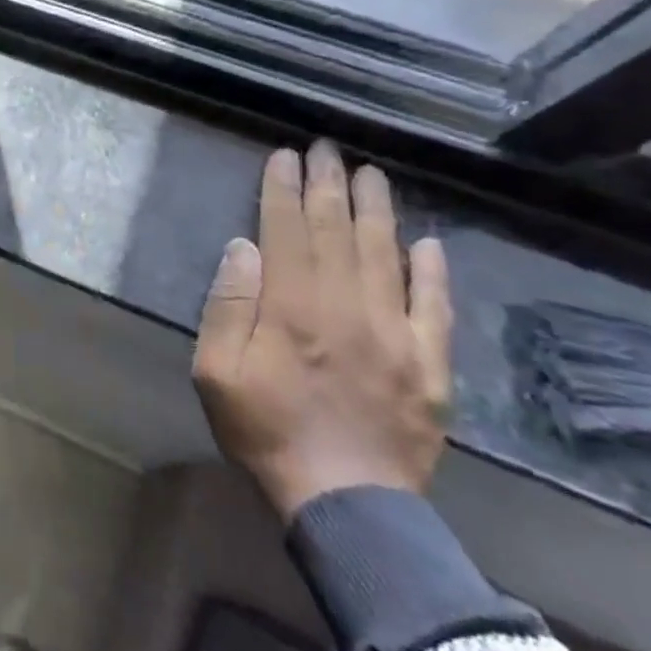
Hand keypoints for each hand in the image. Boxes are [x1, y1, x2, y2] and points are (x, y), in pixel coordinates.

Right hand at [193, 141, 452, 520]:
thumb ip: (229, 305)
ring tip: (371, 175)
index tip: (285, 155)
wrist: (345, 502)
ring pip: (386, 256)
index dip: (283, 189)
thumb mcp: (216, 371)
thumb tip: (244, 246)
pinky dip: (432, 271)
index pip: (286, 230)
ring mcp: (395, 334)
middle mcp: (346, 307)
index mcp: (292, 307)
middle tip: (327, 148)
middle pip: (336, 232)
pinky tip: (428, 242)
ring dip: (377, 211)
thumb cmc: (265, 430)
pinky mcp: (430, 365)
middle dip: (328, 185)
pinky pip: (435, 307)